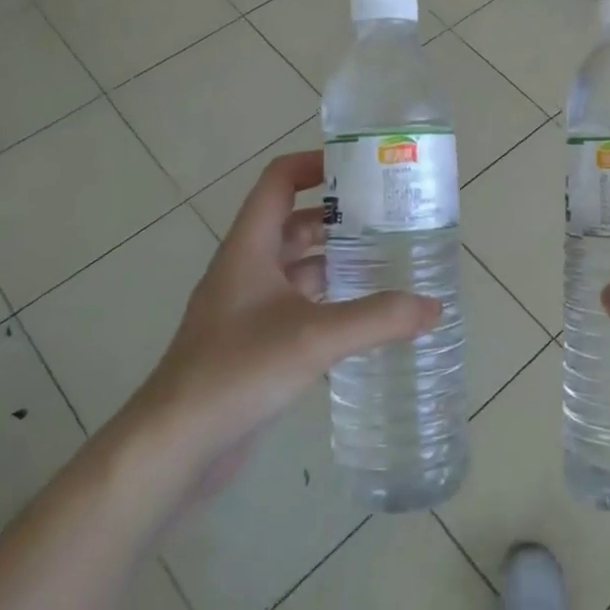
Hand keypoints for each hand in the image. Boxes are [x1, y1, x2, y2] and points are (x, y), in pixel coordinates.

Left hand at [121, 151, 439, 501]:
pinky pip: (298, 306)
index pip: (278, 182)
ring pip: (298, 268)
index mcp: (250, 248)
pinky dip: (329, 302)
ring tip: (387, 263)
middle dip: (339, 218)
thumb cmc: (237, 371)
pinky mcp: (253, 344)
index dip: (314, 164)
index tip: (360, 167)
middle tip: (389, 219)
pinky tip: (364, 318)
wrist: (175, 445)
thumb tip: (433, 307)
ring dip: (337, 262)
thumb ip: (378, 318)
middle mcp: (247, 269)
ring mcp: (247, 308)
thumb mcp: (315, 337)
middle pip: (294, 224)